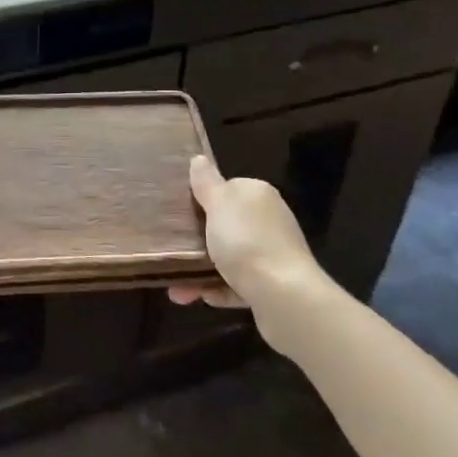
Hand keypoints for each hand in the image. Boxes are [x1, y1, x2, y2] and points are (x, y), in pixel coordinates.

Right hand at [169, 154, 331, 311]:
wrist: (284, 297)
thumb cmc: (246, 241)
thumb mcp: (219, 204)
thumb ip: (206, 182)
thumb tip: (198, 159)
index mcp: (258, 195)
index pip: (228, 188)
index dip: (203, 198)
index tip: (180, 212)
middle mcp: (269, 221)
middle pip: (227, 224)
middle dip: (198, 239)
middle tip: (173, 248)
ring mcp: (273, 254)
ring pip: (230, 257)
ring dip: (202, 270)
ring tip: (176, 287)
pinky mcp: (273, 286)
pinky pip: (238, 283)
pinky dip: (218, 288)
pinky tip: (199, 296)